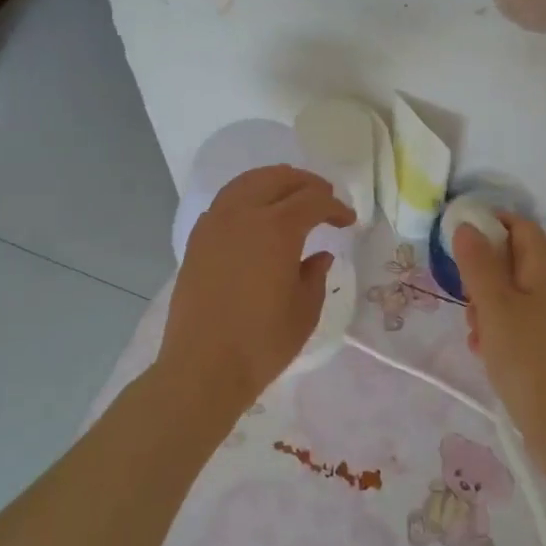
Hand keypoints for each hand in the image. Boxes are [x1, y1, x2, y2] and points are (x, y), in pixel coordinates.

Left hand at [160, 165, 354, 408]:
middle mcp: (243, 214)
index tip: (348, 221)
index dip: (335, 207)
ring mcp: (215, 224)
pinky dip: (247, 196)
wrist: (202, 367)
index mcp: (276, 228)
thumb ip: (315, 274)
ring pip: (247, 182)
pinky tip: (256, 216)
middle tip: (324, 198)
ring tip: (291, 197)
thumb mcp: (304, 310)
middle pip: (278, 178)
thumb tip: (320, 255)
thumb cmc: (262, 342)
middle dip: (306, 183)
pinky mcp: (197, 240)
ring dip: (274, 182)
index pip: (313, 200)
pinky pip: (225, 201)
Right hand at [454, 215, 545, 449]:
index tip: (458, 238)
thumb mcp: (494, 305)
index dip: (490, 223)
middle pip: (512, 262)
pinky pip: (516, 326)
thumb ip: (478, 263)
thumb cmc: (528, 356)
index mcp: (545, 269)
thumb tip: (466, 225)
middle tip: (464, 296)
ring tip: (474, 333)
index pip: (519, 226)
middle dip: (481, 274)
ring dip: (485, 307)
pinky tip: (483, 353)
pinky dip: (497, 332)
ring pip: (510, 297)